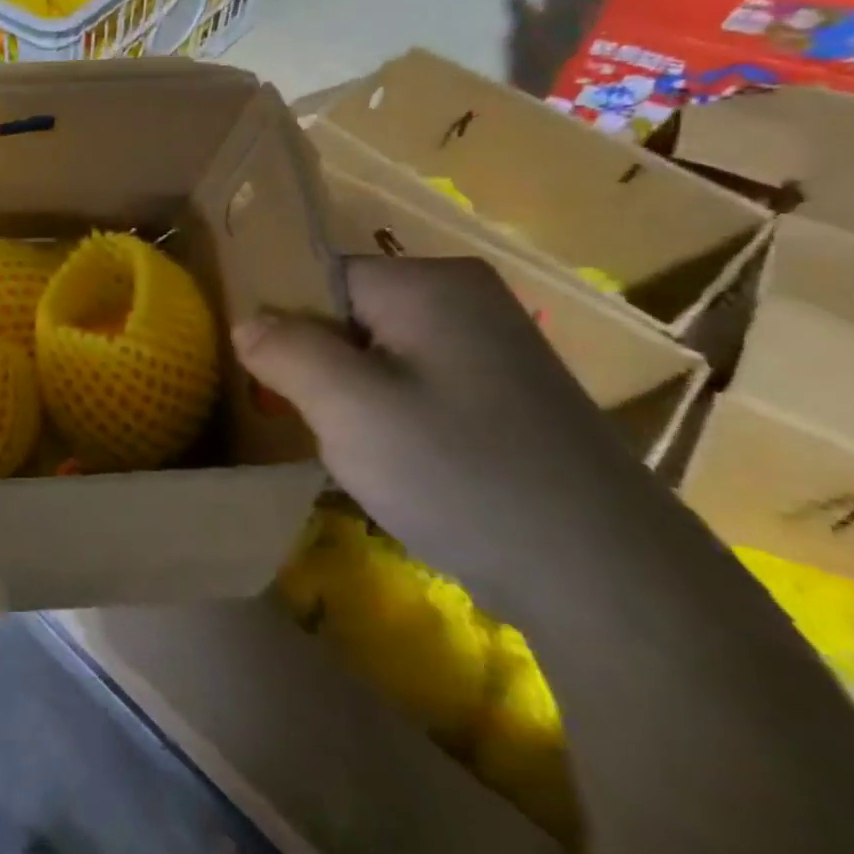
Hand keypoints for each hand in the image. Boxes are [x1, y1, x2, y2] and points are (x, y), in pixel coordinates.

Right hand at [233, 257, 655, 607]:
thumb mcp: (346, 406)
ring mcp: (490, 347)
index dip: (283, 323)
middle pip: (346, 313)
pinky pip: (412, 383)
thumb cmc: (459, 471)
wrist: (607, 578)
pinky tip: (394, 462)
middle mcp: (464, 298)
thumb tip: (247, 322)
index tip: (266, 379)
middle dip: (314, 362)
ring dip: (346, 395)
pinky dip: (386, 415)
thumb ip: (284, 350)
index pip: (318, 276)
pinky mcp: (504, 395)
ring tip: (348, 447)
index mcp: (428, 282)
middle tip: (306, 420)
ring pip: (375, 353)